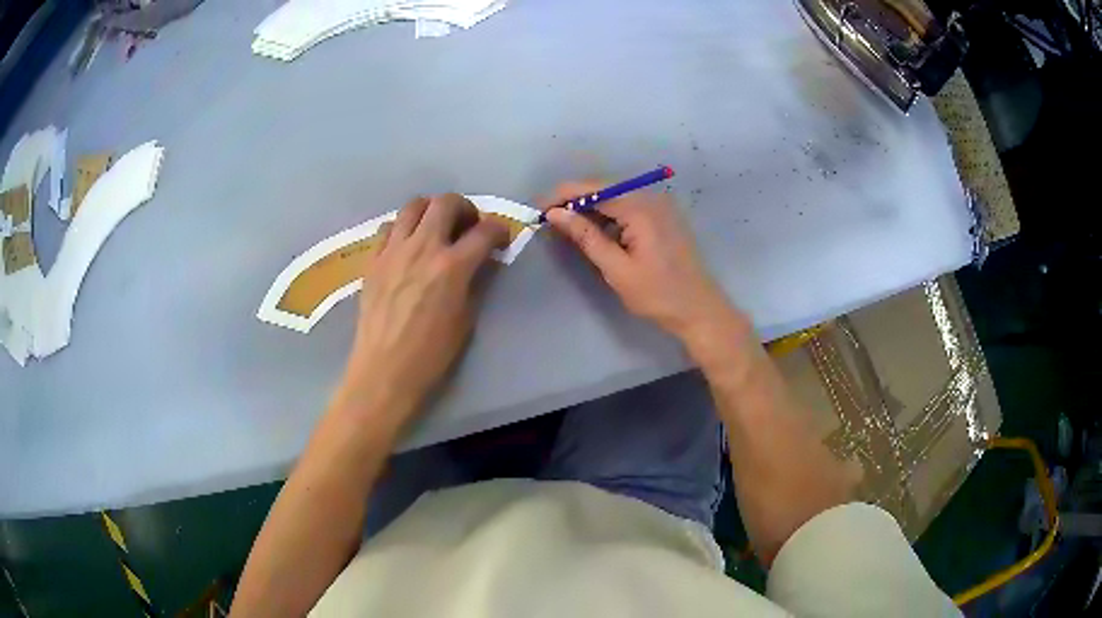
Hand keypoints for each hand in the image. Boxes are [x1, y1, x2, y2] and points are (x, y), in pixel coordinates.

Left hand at [337, 194, 508, 429]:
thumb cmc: (431, 353)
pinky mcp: (373, 259)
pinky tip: (407, 244)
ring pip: (413, 205)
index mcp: (452, 267)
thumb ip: (475, 282)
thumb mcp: (466, 318)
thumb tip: (480, 262)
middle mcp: (423, 248)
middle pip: (446, 201)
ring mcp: (394, 250)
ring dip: (431, 210)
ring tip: (435, 227)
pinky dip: (402, 227)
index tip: (500, 239)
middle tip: (467, 226)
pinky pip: (388, 227)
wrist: (384, 369)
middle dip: (464, 208)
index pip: (485, 231)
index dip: (499, 230)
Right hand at [544, 181, 746, 353]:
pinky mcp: (661, 216)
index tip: (538, 209)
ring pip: (614, 196)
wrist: (699, 309)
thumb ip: (586, 237)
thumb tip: (555, 214)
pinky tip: (593, 230)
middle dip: (573, 200)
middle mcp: (650, 198)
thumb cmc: (658, 294)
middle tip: (547, 218)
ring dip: (589, 208)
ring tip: (565, 225)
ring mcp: (658, 205)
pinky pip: (627, 206)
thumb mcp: (616, 269)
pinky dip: (607, 215)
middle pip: (603, 188)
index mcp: (640, 208)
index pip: (593, 189)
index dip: (562, 196)